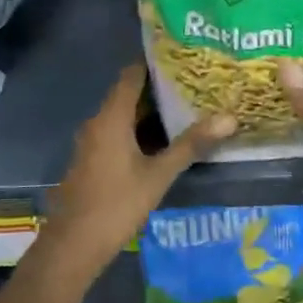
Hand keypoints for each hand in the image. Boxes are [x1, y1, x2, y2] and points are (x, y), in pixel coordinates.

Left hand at [44, 63, 235, 281]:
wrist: (73, 246)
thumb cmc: (116, 204)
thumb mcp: (158, 175)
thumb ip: (191, 145)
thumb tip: (229, 118)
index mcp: (111, 116)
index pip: (132, 73)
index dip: (155, 62)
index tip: (183, 56)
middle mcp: (99, 121)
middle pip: (129, 93)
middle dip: (160, 88)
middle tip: (195, 82)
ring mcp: (93, 141)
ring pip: (125, 115)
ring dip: (151, 111)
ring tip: (188, 106)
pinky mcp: (94, 158)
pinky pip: (119, 132)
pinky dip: (140, 130)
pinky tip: (165, 140)